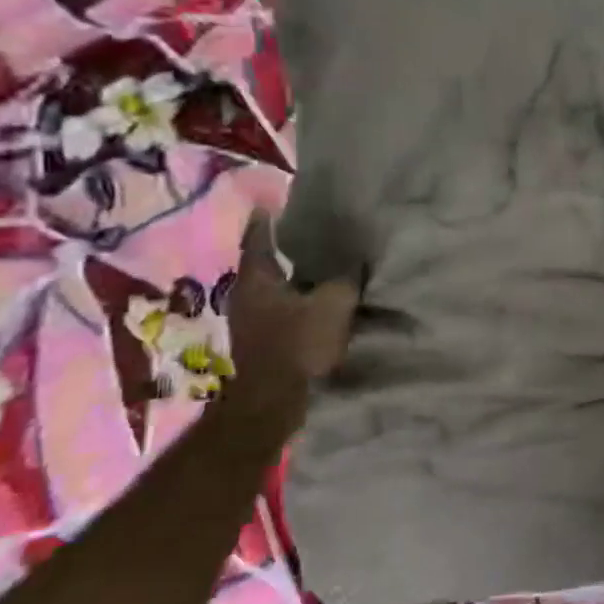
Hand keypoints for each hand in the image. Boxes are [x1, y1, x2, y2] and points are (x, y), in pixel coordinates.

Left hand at [224, 213, 359, 411]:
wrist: (274, 401)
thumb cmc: (298, 344)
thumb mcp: (333, 304)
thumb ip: (345, 278)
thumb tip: (355, 261)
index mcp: (258, 278)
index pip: (258, 238)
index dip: (266, 219)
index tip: (272, 201)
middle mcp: (248, 295)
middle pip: (267, 263)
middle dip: (286, 248)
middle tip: (310, 231)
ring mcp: (252, 321)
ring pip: (277, 288)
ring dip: (296, 277)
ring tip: (322, 265)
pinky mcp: (264, 341)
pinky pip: (285, 310)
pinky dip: (300, 301)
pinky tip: (321, 301)